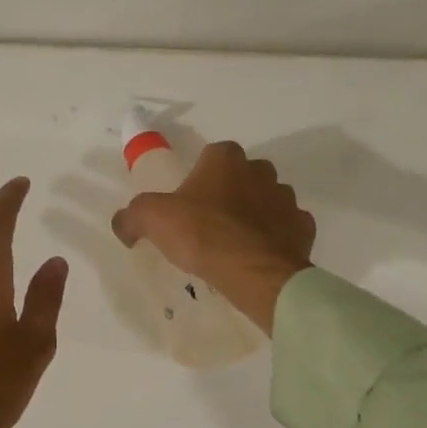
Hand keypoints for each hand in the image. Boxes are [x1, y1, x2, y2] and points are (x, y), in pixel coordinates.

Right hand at [110, 141, 314, 333]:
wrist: (253, 272)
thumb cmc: (202, 234)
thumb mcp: (152, 219)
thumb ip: (132, 215)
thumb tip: (124, 223)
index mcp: (226, 159)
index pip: (212, 155)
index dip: (199, 177)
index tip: (189, 203)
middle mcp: (261, 171)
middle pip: (243, 176)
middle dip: (230, 193)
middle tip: (210, 223)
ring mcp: (286, 199)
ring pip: (268, 201)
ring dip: (255, 215)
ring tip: (235, 244)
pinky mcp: (303, 228)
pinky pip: (286, 228)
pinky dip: (275, 238)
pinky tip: (258, 256)